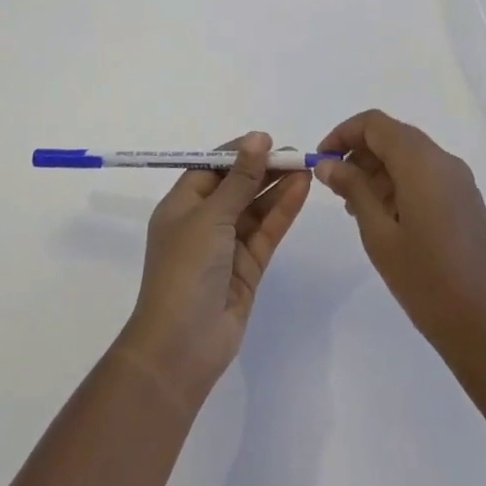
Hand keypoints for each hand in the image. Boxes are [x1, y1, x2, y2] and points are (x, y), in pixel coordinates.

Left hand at [115, 132, 311, 407]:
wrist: (180, 347)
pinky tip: (301, 189)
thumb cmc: (185, 270)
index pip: (211, 168)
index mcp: (181, 206)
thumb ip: (240, 178)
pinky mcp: (247, 268)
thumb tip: (257, 138)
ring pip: (255, 208)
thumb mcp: (211, 216)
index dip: (238, 152)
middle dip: (263, 169)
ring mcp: (226, 247)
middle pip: (237, 186)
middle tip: (296, 152)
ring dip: (277, 187)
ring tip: (305, 166)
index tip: (267, 140)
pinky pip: (266, 231)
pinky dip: (282, 210)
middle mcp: (203, 223)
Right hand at [316, 110, 485, 368]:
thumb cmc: (427, 282)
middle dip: (360, 153)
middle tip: (335, 188)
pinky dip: (400, 182)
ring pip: (410, 155)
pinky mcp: (466, 201)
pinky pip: (426, 174)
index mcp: (422, 162)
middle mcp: (443, 161)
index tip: (321, 161)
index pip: (375, 123)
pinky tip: (385, 218)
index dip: (343, 134)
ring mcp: (459, 181)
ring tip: (356, 208)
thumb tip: (328, 162)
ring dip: (378, 169)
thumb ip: (353, 189)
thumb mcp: (379, 235)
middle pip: (393, 135)